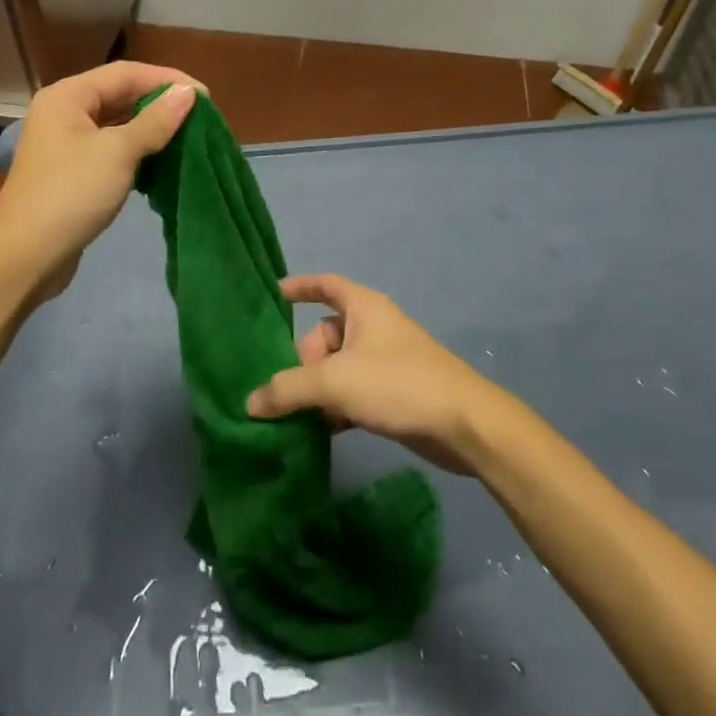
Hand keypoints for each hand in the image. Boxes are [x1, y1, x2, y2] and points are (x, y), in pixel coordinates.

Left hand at [0, 61, 200, 304]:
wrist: (25, 257)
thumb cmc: (71, 194)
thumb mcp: (118, 153)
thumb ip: (155, 121)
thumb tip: (187, 92)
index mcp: (68, 96)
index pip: (126, 73)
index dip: (168, 80)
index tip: (205, 97)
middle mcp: (64, 112)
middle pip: (120, 95)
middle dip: (160, 103)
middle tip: (200, 117)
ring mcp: (66, 143)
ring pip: (117, 124)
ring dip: (151, 128)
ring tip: (188, 136)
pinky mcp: (73, 171)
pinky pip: (111, 149)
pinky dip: (137, 151)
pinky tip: (162, 161)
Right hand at [246, 274, 498, 474]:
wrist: (464, 425)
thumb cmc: (398, 383)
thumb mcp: (335, 382)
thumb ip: (288, 390)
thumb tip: (251, 403)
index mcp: (363, 307)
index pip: (325, 285)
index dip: (299, 287)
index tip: (273, 296)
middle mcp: (373, 327)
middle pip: (324, 334)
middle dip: (304, 361)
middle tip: (297, 391)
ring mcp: (385, 360)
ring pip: (337, 367)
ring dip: (318, 389)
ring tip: (303, 416)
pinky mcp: (394, 392)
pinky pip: (353, 391)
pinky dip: (337, 406)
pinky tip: (326, 431)